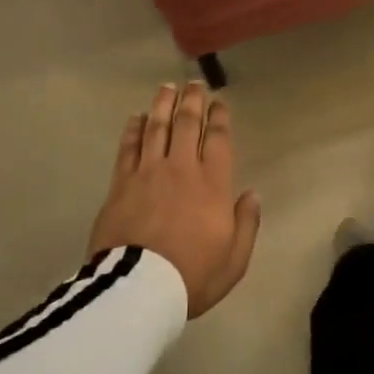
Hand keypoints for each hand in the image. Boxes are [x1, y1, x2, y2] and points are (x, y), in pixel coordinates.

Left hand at [87, 82, 260, 317]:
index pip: (217, 139)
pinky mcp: (120, 184)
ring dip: (162, 105)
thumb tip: (252, 194)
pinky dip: (133, 129)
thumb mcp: (234, 259)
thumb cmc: (192, 275)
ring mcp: (147, 173)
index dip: (219, 117)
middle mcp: (181, 169)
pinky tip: (136, 118)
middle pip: (186, 124)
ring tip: (166, 87)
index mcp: (212, 184)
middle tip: (193, 84)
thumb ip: (246, 223)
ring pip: (156, 128)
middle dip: (192, 101)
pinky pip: (128, 148)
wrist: (138, 289)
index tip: (219, 102)